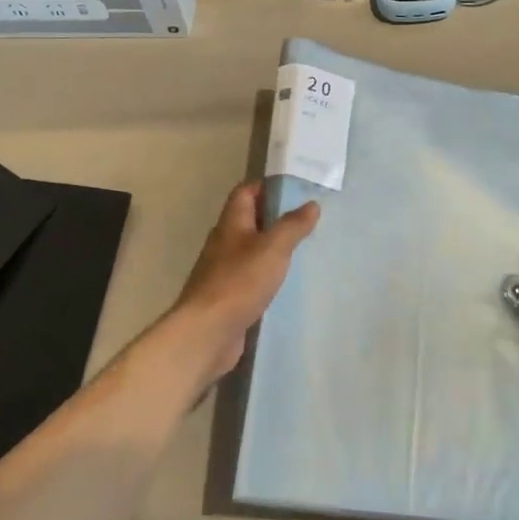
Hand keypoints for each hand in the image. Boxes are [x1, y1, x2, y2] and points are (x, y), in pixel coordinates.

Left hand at [167, 182, 319, 382]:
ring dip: (271, 248)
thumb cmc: (239, 281)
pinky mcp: (228, 297)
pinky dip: (266, 276)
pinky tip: (285, 283)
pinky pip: (250, 278)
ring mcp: (223, 271)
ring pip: (250, 251)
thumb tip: (311, 204)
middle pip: (248, 220)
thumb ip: (292, 225)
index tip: (294, 188)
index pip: (245, 193)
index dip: (266, 186)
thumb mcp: (273, 248)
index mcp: (231, 224)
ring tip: (301, 249)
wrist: (207, 332)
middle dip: (274, 217)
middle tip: (306, 219)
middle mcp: (224, 243)